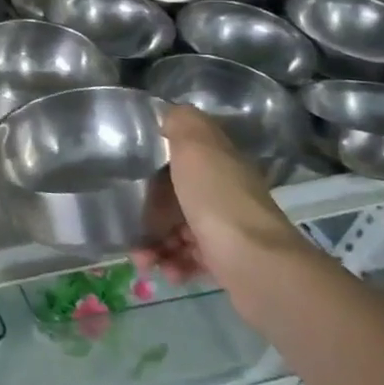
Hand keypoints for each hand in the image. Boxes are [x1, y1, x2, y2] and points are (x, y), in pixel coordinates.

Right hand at [137, 105, 310, 290]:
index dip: (155, 163)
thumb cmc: (217, 200)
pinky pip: (189, 260)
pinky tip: (165, 271)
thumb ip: (181, 123)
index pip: (184, 156)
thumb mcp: (195, 146)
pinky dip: (172, 265)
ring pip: (178, 231)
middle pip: (176, 197)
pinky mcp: (225, 263)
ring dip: (154, 244)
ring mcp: (226, 230)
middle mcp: (224, 194)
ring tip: (142, 259)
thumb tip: (170, 112)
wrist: (256, 265)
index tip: (129, 172)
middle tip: (127, 225)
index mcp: (219, 164)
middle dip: (148, 212)